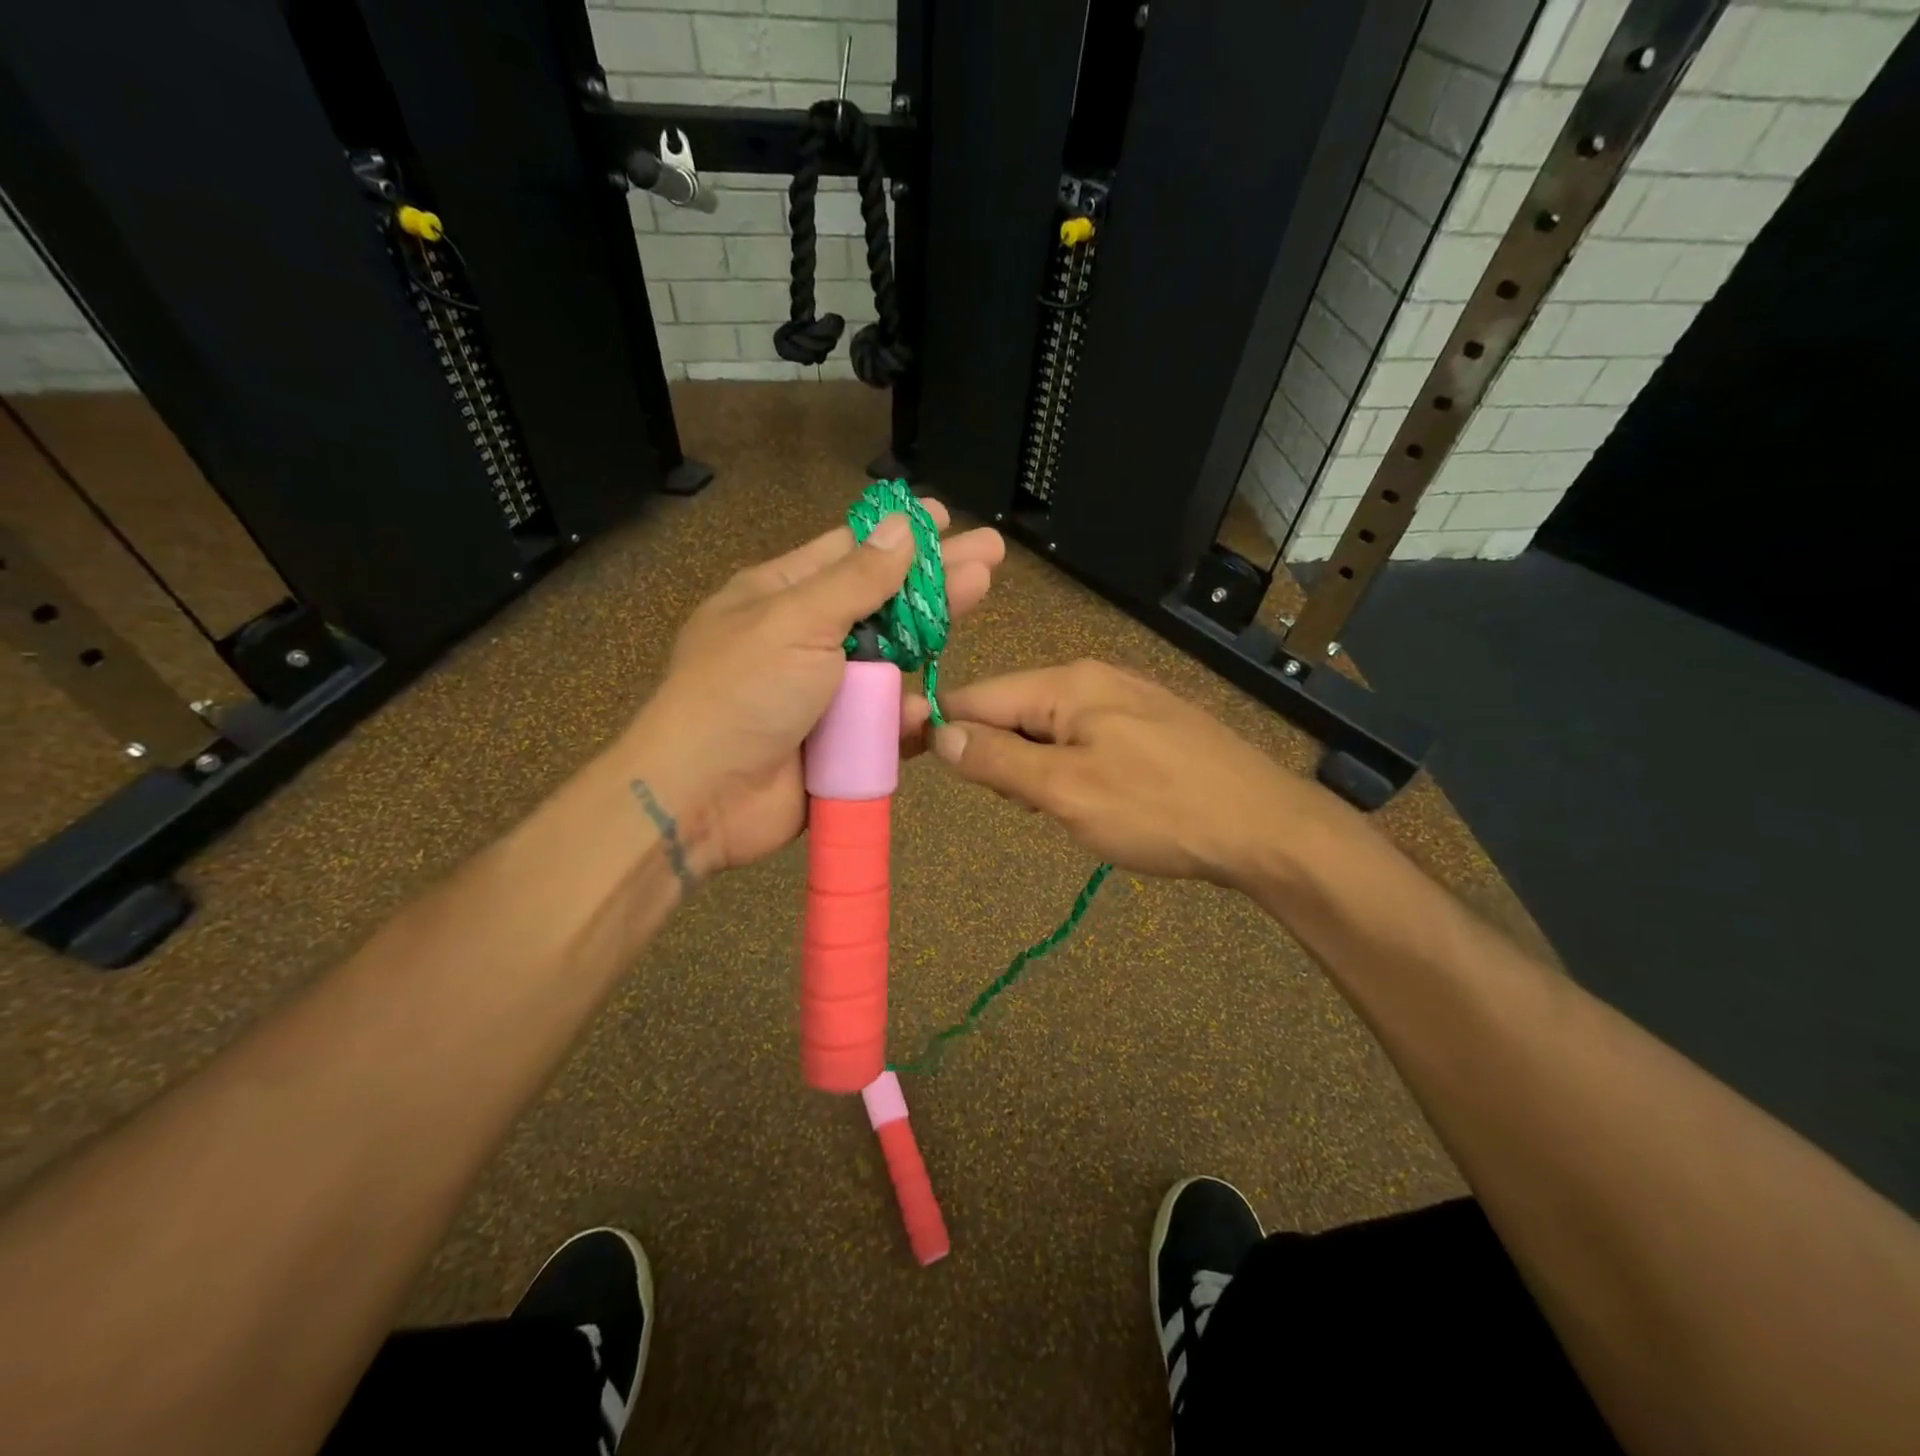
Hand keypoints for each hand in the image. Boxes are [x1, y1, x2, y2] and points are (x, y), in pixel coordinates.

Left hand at [619, 501, 1003, 874]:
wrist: (703, 797)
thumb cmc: (743, 692)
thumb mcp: (797, 621)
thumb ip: (857, 579)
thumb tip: (903, 526)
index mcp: (781, 597)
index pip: (849, 553)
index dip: (898, 537)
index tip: (944, 519)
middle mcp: (805, 639)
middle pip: (882, 603)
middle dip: (935, 578)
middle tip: (991, 555)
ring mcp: (825, 693)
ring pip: (891, 662)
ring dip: (930, 638)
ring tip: (977, 599)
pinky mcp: (840, 742)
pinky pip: (884, 722)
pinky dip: (904, 716)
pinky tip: (927, 707)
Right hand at [927, 659, 1325, 887]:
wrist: (1265, 828)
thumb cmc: (1159, 809)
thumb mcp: (1066, 792)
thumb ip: (997, 762)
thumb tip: (938, 735)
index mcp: (1067, 684)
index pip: (978, 696)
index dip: (941, 728)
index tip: (915, 764)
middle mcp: (1092, 679)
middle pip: (1012, 711)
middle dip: (999, 758)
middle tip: (1026, 806)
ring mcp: (1124, 700)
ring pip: (1047, 730)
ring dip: (1036, 770)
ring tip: (1064, 811)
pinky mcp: (1147, 727)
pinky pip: (1083, 741)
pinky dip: (1070, 770)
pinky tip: (1096, 801)